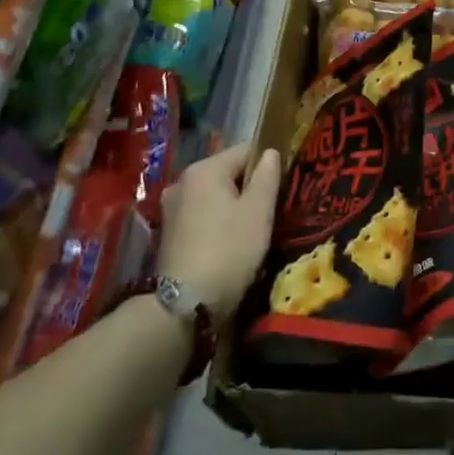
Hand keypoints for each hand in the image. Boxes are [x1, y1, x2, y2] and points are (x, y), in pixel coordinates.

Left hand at [156, 143, 282, 317]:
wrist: (185, 305)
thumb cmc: (229, 250)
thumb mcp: (259, 211)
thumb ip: (267, 176)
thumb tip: (271, 152)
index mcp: (204, 169)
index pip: (246, 150)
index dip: (269, 163)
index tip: (284, 185)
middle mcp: (182, 181)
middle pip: (228, 172)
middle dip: (250, 187)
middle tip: (271, 210)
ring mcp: (171, 208)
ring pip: (215, 195)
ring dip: (234, 206)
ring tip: (253, 229)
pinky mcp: (169, 233)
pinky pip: (202, 214)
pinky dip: (218, 221)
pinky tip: (230, 242)